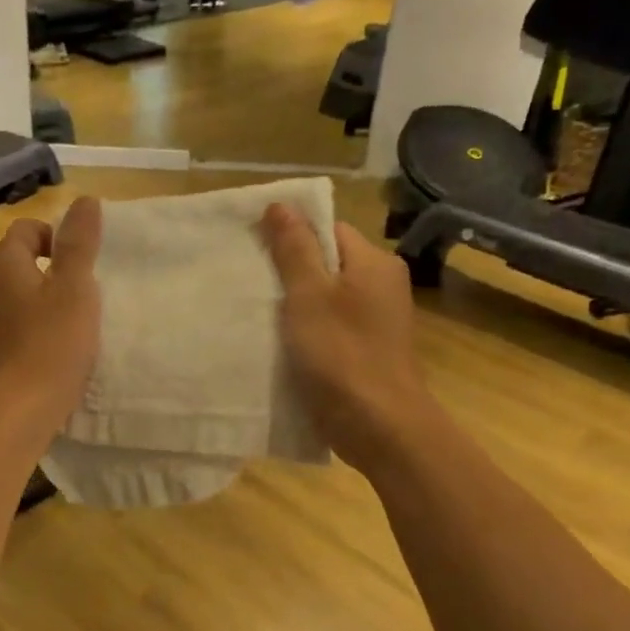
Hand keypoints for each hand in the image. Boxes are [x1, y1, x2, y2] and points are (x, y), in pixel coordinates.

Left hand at [0, 197, 102, 452]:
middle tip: (85, 295)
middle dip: (54, 272)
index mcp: (3, 266)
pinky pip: (15, 329)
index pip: (26, 230)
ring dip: (45, 304)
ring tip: (74, 327)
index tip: (83, 264)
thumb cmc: (50, 347)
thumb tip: (85, 200)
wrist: (14, 416)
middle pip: (20, 264)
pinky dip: (35, 332)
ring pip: (18, 299)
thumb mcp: (75, 289)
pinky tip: (56, 354)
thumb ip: (80, 243)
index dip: (57, 237)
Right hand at [261, 203, 429, 474]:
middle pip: (327, 264)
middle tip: (248, 280)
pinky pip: (329, 328)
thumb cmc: (342, 354)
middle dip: (289, 271)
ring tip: (255, 311)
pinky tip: (277, 342)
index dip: (292, 234)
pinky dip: (305, 332)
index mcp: (374, 263)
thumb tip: (281, 203)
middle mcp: (381, 286)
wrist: (378, 427)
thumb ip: (294, 250)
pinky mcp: (364, 352)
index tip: (254, 248)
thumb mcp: (309, 296)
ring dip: (294, 305)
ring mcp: (375, 322)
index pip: (329, 229)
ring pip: (326, 299)